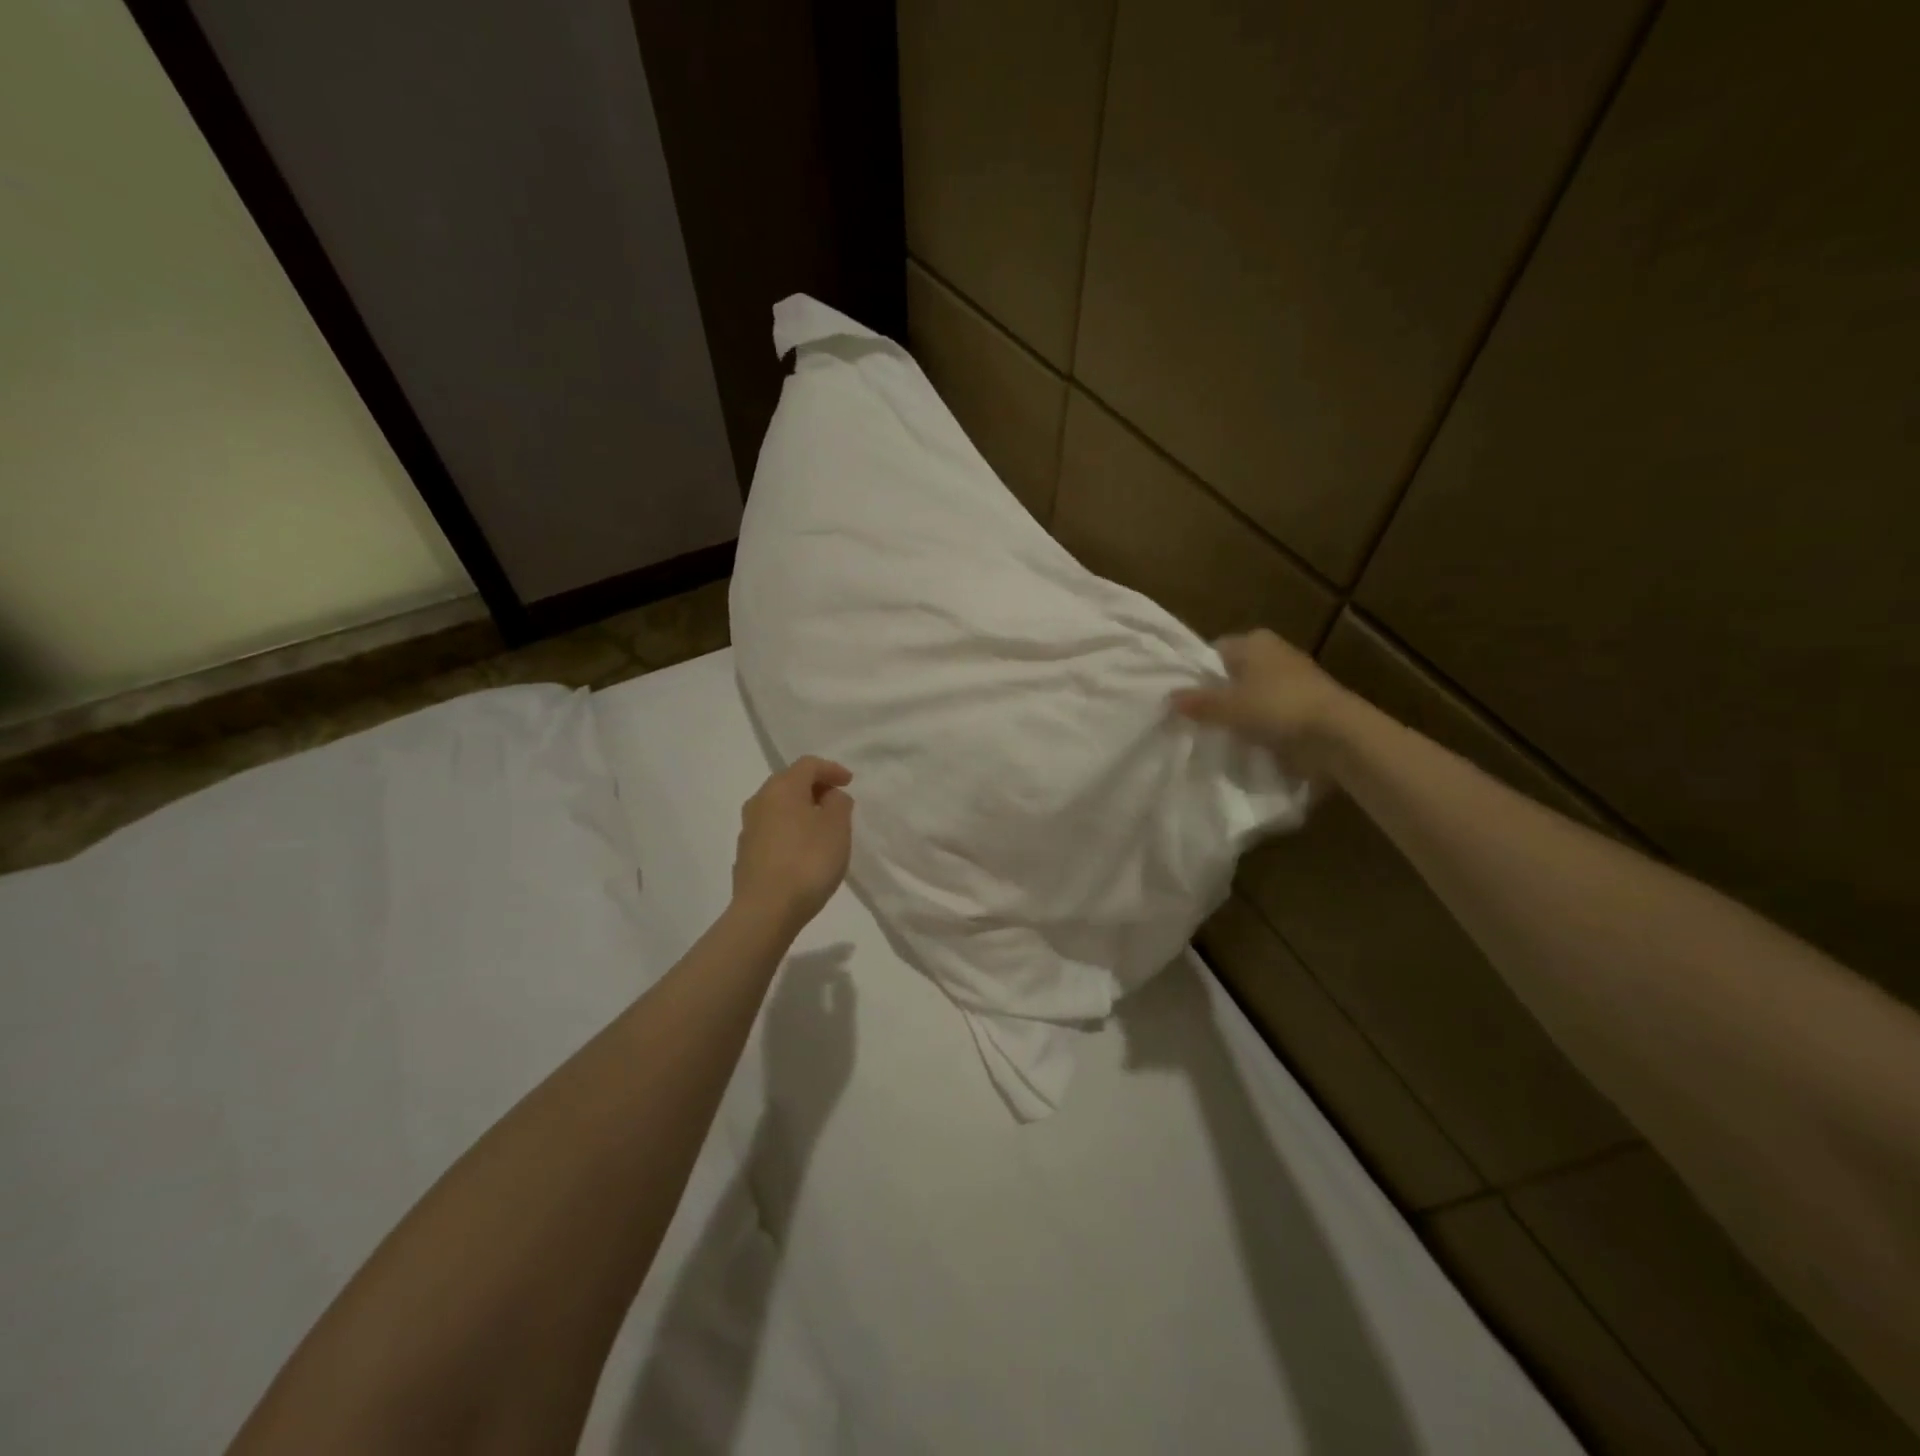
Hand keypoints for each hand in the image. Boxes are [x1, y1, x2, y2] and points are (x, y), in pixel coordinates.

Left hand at [731, 756, 854, 935]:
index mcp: (782, 788)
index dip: (831, 769)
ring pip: (778, 807)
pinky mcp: (745, 854)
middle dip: (815, 788)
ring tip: (822, 827)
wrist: (766, 911)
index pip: (808, 765)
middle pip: (789, 782)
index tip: (849, 782)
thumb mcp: (837, 828)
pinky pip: (772, 830)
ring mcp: (748, 828)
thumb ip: (839, 804)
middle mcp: (759, 801)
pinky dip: (790, 830)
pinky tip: (803, 849)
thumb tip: (829, 797)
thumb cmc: (807, 862)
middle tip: (837, 802)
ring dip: (801, 810)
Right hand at [1171, 629, 1354, 768]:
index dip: (1198, 673)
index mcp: (1254, 641)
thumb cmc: (1277, 707)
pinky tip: (1247, 742)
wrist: (1336, 734)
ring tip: (1218, 733)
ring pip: (1253, 693)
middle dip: (1218, 693)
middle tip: (1196, 719)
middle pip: (1233, 673)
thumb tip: (1169, 698)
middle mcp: (1274, 653)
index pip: (1214, 651)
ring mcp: (1294, 679)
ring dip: (1240, 711)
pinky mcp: (1307, 704)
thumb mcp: (1228, 706)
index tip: (1184, 698)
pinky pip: (1271, 711)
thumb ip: (1198, 702)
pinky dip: (1260, 724)